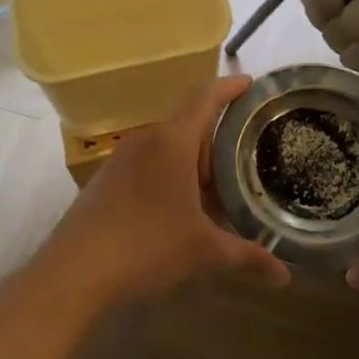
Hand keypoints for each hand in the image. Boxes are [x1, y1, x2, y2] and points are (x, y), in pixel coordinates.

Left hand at [32, 75, 289, 310]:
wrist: (72, 273)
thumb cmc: (145, 247)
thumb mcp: (203, 251)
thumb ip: (246, 257)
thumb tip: (286, 277)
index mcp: (172, 141)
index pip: (205, 98)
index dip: (230, 87)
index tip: (251, 82)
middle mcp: (146, 140)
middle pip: (189, 123)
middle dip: (219, 135)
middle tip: (250, 147)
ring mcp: (122, 160)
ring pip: (168, 146)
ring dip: (195, 159)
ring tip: (224, 180)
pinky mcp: (107, 181)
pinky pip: (150, 164)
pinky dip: (173, 174)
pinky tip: (185, 205)